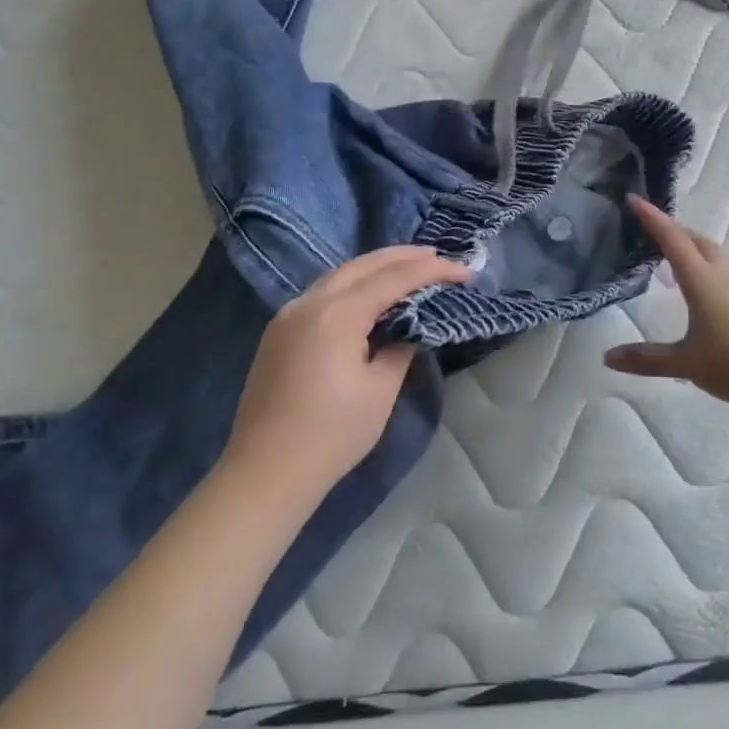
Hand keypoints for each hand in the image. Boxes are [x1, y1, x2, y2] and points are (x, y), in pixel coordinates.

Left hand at [224, 246, 470, 503]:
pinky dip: (352, 284)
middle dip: (402, 256)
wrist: (265, 472)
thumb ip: (399, 348)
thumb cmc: (331, 435)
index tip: (463, 271)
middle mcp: (309, 302)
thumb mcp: (379, 391)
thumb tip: (408, 329)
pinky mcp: (279, 331)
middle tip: (436, 256)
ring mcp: (288, 315)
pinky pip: (322, 293)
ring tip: (408, 267)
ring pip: (339, 275)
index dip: (431, 270)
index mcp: (336, 315)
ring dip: (375, 267)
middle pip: (362, 265)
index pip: (393, 278)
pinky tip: (368, 294)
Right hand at [606, 195, 728, 418]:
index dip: (652, 219)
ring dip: (694, 252)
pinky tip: (707, 299)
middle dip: (675, 231)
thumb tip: (608, 357)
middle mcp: (725, 278)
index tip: (634, 198)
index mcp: (703, 282)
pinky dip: (710, 275)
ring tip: (676, 263)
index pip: (673, 241)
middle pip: (698, 242)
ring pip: (716, 260)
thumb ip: (648, 360)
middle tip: (654, 230)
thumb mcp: (687, 364)